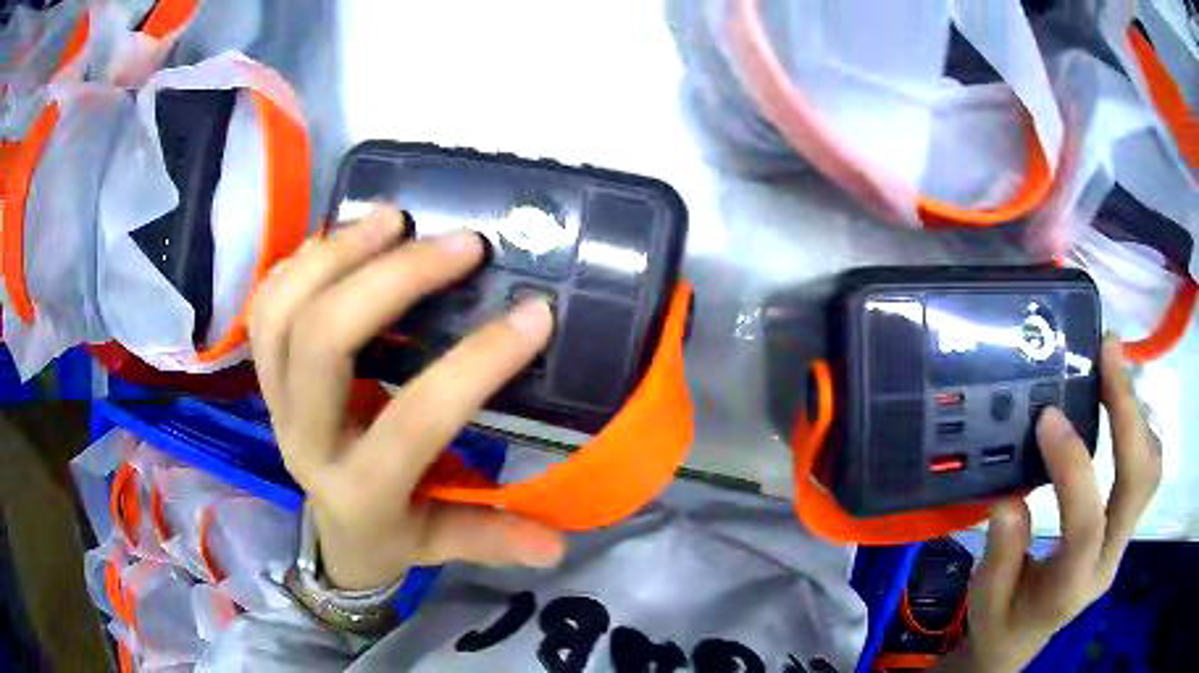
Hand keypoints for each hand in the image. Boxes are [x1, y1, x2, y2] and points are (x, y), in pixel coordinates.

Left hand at [250, 205, 566, 589]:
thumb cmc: (394, 533)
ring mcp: (276, 402)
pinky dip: (300, 262)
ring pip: (281, 313)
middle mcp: (306, 440)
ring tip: (392, 217)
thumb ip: (494, 539)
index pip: (415, 420)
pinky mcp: (266, 376)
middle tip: (457, 243)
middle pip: (323, 343)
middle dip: (391, 281)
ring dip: (335, 254)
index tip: (535, 314)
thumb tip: (558, 548)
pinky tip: (343, 236)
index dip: (475, 365)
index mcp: (361, 490)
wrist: (335, 534)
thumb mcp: (443, 542)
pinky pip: (266, 307)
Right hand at [938, 336, 1161, 671]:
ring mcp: (1122, 539)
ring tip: (1114, 369)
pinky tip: (1120, 405)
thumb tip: (1012, 494)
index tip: (1048, 417)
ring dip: (1138, 413)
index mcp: (1071, 587)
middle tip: (1108, 354)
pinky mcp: (1124, 524)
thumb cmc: (1001, 622)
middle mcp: (1109, 559)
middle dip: (1129, 412)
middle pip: (1139, 482)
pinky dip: (1140, 427)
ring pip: (1151, 470)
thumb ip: (1001, 553)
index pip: (1087, 524)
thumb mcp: (985, 600)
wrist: (1022, 638)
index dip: (1073, 467)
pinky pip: (1147, 469)